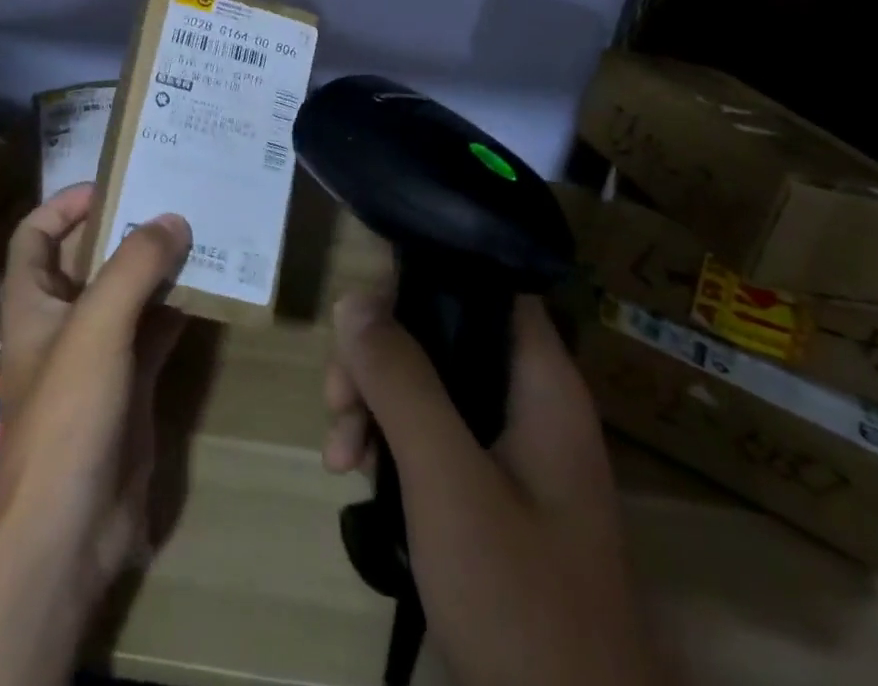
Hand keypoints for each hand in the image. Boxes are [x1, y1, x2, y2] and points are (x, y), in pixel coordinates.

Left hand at [0, 183, 191, 600]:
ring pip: (128, 295)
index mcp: (33, 300)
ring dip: (159, 268)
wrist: (68, 531)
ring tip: (201, 232)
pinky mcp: (128, 386)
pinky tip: (211, 290)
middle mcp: (62, 321)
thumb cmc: (67, 414)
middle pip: (89, 259)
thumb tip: (172, 218)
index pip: (36, 234)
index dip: (66, 204)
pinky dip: (178, 310)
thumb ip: (134, 266)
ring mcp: (96, 355)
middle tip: (175, 198)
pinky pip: (154, 332)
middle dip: (126, 230)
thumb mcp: (97, 326)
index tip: (116, 184)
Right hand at [325, 293, 655, 685]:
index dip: (421, 278)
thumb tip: (355, 298)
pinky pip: (425, 431)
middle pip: (439, 332)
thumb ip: (402, 382)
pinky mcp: (487, 488)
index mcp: (540, 383)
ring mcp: (507, 448)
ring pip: (424, 382)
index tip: (360, 312)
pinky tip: (354, 475)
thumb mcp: (448, 481)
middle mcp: (527, 402)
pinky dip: (384, 442)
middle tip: (337, 402)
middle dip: (376, 357)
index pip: (483, 284)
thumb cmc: (519, 600)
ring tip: (340, 456)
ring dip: (370, 403)